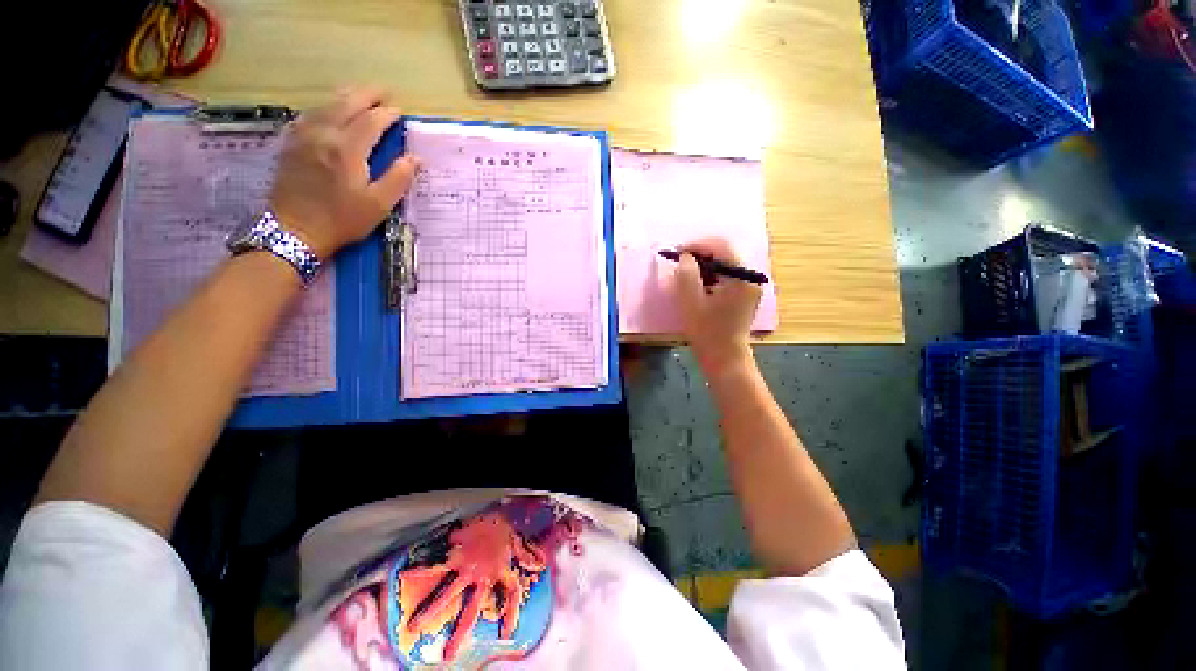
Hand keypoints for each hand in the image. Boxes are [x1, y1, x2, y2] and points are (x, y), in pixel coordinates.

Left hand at [268, 87, 419, 258]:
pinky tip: (331, 111)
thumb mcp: (378, 205)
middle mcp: (323, 134)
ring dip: (346, 96)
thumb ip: (398, 179)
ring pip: (326, 104)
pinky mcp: (291, 143)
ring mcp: (303, 136)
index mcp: (347, 150)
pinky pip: (310, 114)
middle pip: (346, 102)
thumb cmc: (342, 220)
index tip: (400, 113)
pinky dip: (326, 107)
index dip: (387, 114)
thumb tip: (414, 159)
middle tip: (384, 93)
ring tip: (362, 96)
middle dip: (367, 94)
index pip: (371, 121)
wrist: (294, 230)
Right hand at [673, 238, 761, 375]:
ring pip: (724, 264)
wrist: (724, 358)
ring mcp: (749, 286)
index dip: (696, 245)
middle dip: (699, 255)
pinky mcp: (744, 295)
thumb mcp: (691, 301)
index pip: (720, 247)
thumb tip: (685, 256)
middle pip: (724, 254)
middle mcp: (750, 277)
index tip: (676, 252)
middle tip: (678, 262)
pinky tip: (697, 285)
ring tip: (685, 274)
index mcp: (741, 276)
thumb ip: (686, 274)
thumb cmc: (707, 332)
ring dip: (704, 265)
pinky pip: (726, 276)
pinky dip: (710, 276)